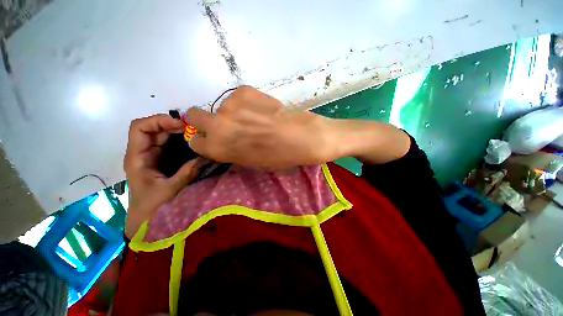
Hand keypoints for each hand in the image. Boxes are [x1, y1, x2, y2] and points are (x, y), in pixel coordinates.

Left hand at [124, 114, 201, 238]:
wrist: (145, 220)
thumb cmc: (151, 207)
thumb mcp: (169, 190)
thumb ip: (186, 173)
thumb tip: (203, 157)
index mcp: (138, 157)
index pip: (140, 128)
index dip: (159, 120)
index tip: (181, 124)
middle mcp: (144, 153)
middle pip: (154, 128)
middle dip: (173, 124)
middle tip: (194, 128)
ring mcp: (153, 156)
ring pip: (164, 135)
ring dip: (179, 132)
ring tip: (197, 134)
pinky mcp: (163, 160)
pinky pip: (171, 144)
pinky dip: (182, 140)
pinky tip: (194, 143)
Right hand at [185, 86, 333, 165]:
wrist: (300, 137)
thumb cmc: (276, 156)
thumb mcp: (248, 161)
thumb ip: (228, 149)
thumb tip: (221, 139)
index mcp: (217, 147)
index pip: (195, 141)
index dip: (205, 140)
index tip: (214, 139)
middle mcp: (217, 124)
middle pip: (193, 115)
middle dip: (203, 120)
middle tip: (224, 124)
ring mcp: (230, 104)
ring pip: (221, 107)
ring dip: (232, 113)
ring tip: (255, 118)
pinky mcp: (244, 90)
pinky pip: (237, 98)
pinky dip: (246, 103)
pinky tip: (262, 109)